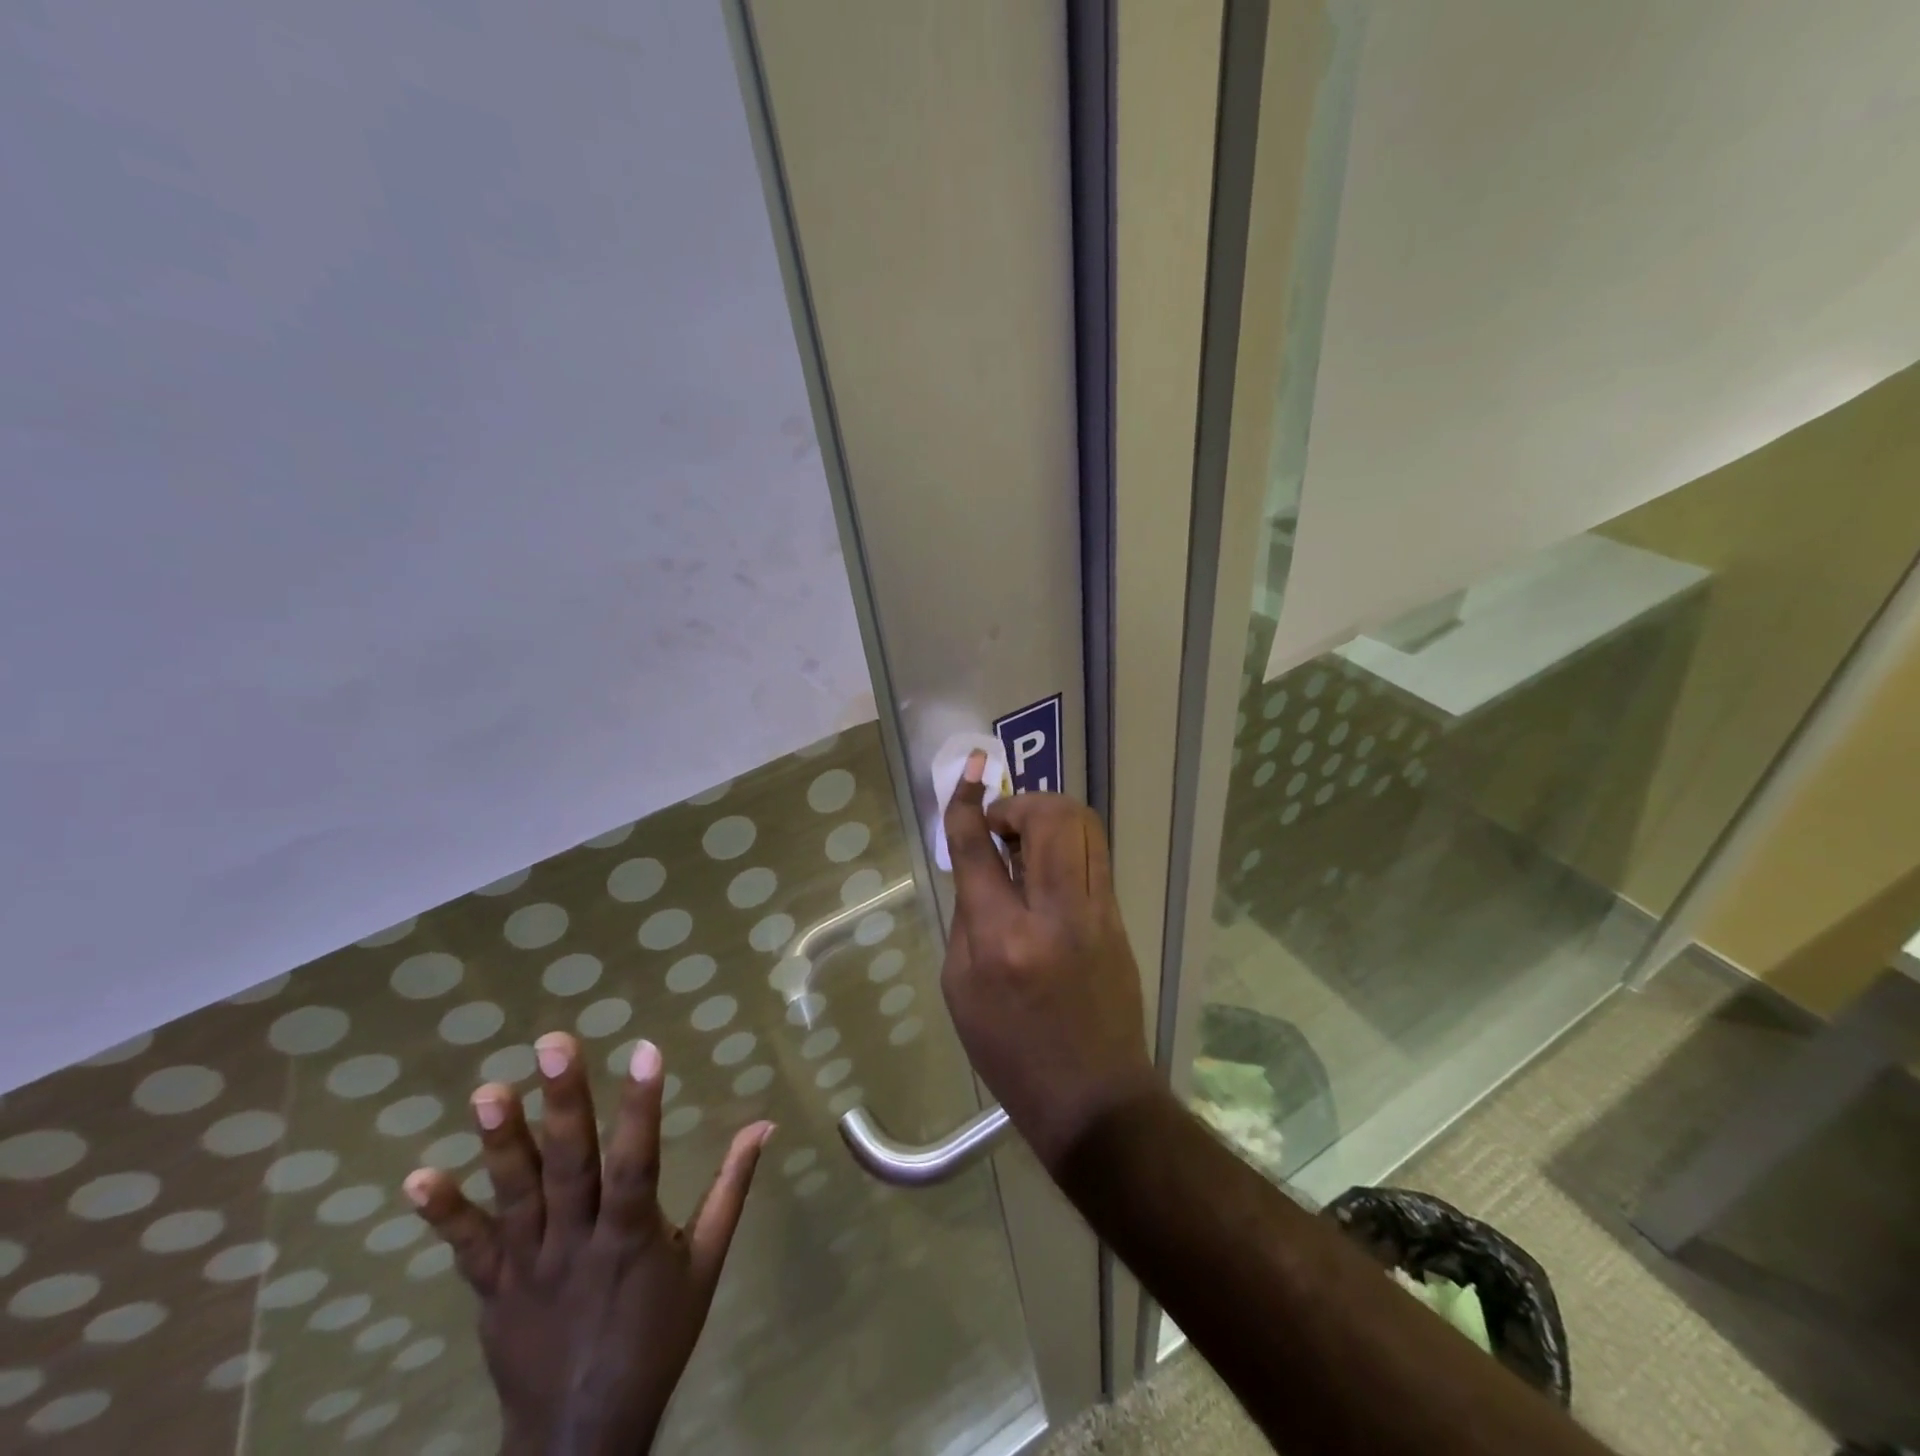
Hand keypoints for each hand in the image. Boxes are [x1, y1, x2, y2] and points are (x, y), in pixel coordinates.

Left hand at [404, 1033, 771, 1455]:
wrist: (581, 1437)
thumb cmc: (656, 1338)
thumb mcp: (706, 1263)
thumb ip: (730, 1189)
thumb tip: (762, 1125)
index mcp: (632, 1239)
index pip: (636, 1164)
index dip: (641, 1108)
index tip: (644, 1050)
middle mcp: (576, 1245)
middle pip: (570, 1167)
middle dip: (564, 1103)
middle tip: (555, 1044)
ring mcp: (528, 1268)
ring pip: (515, 1197)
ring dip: (501, 1143)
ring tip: (489, 1090)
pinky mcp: (492, 1291)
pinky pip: (467, 1249)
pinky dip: (444, 1214)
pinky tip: (418, 1178)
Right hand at [940, 751, 1158, 1172]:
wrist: (1092, 1098)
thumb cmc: (1010, 1052)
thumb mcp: (960, 989)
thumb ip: (966, 918)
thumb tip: (979, 870)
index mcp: (1000, 939)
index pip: (978, 849)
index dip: (967, 803)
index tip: (969, 773)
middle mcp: (1053, 915)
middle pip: (1050, 817)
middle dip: (1020, 801)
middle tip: (1001, 824)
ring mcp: (1095, 914)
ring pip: (1083, 825)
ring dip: (1048, 815)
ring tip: (1025, 841)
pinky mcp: (1118, 918)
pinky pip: (1093, 856)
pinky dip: (1066, 843)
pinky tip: (1047, 869)